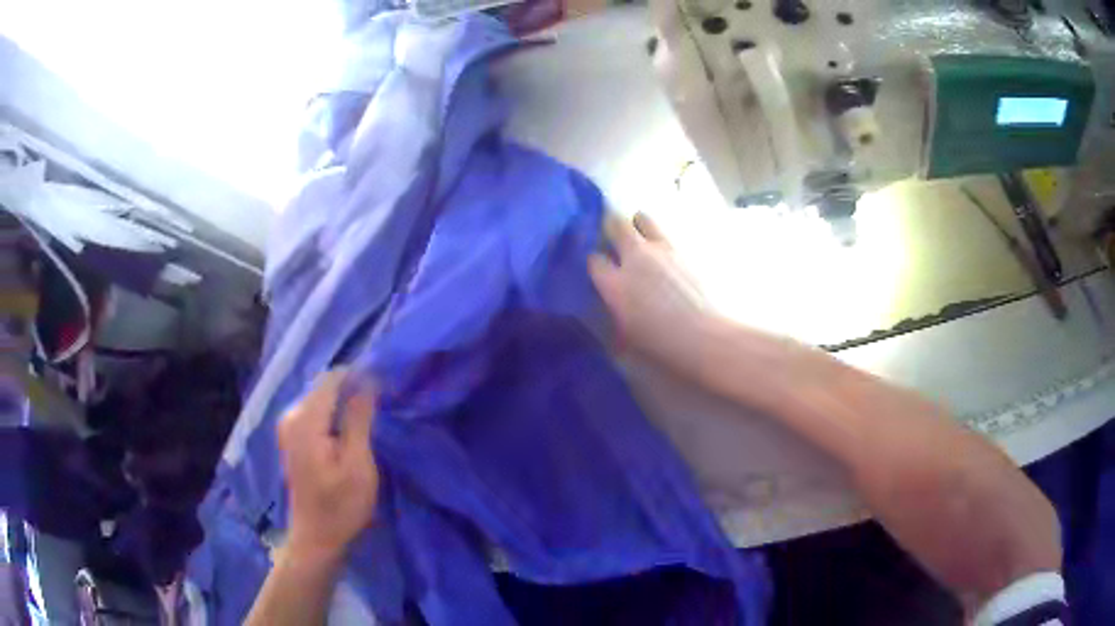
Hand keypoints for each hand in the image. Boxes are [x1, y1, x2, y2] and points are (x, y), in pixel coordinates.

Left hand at [277, 370, 378, 561]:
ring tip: (369, 419)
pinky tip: (350, 432)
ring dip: (344, 404)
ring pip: (321, 399)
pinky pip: (316, 412)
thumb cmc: (341, 506)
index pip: (332, 378)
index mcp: (305, 420)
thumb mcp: (358, 464)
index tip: (385, 387)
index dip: (358, 376)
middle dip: (352, 389)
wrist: (316, 538)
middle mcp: (291, 415)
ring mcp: (288, 426)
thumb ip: (359, 419)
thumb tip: (367, 379)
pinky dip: (334, 416)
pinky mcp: (292, 437)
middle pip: (324, 387)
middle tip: (381, 407)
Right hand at [588, 212, 713, 373]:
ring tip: (641, 236)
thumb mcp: (627, 336)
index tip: (600, 268)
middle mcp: (635, 259)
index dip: (595, 262)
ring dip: (638, 224)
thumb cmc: (662, 344)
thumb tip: (615, 308)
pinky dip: (660, 238)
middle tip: (615, 237)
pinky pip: (666, 234)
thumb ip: (616, 314)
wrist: (703, 336)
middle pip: (616, 224)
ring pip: (642, 218)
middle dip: (612, 227)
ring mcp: (662, 250)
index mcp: (615, 284)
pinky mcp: (684, 250)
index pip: (594, 260)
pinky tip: (666, 254)